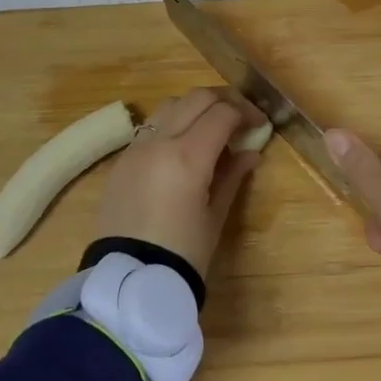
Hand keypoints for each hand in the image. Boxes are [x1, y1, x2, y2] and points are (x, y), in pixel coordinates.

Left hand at [94, 87, 264, 279]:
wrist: (127, 282)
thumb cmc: (182, 254)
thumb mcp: (215, 216)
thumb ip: (232, 176)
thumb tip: (250, 152)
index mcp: (188, 156)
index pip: (223, 113)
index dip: (246, 112)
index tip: (259, 124)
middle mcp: (159, 141)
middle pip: (197, 98)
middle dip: (223, 101)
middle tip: (240, 119)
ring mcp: (136, 148)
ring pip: (170, 105)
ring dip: (195, 108)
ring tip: (210, 129)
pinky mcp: (121, 160)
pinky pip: (150, 127)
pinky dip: (172, 124)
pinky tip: (182, 147)